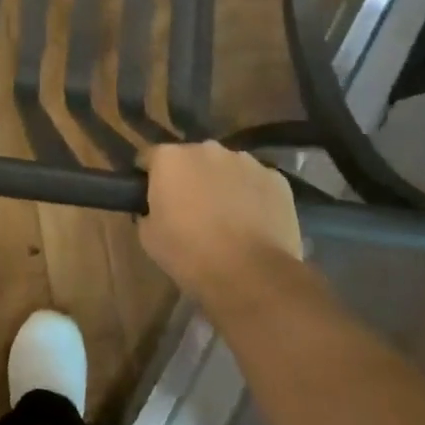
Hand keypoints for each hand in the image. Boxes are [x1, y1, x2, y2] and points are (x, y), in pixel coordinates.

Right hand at [138, 141, 305, 310]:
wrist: (251, 275)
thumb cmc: (190, 255)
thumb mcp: (149, 237)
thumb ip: (148, 211)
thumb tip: (154, 208)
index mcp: (170, 158)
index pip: (150, 158)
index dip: (149, 177)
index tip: (152, 198)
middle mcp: (206, 149)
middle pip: (191, 158)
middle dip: (189, 177)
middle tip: (191, 210)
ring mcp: (245, 161)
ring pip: (227, 168)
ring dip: (222, 184)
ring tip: (227, 218)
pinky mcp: (277, 179)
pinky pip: (257, 182)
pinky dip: (253, 196)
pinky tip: (254, 223)